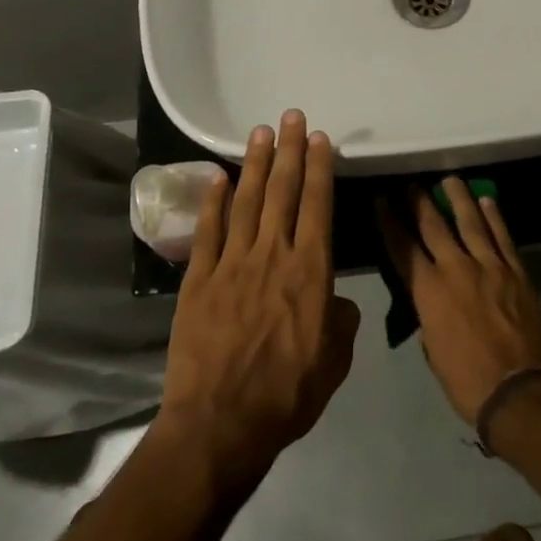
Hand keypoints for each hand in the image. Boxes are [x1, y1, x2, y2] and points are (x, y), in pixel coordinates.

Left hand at [159, 111, 360, 487]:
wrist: (221, 424)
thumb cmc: (287, 394)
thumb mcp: (334, 362)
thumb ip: (341, 322)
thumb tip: (336, 300)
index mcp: (310, 270)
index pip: (317, 205)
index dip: (320, 168)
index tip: (320, 138)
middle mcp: (272, 254)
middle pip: (283, 191)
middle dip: (290, 150)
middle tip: (291, 116)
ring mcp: (232, 263)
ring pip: (247, 201)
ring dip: (256, 164)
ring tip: (261, 132)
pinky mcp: (199, 280)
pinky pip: (208, 231)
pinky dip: (214, 201)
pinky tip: (219, 177)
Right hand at [381, 178, 540, 426]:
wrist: (518, 391)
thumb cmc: (466, 381)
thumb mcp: (433, 351)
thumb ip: (428, 319)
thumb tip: (431, 305)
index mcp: (429, 291)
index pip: (402, 248)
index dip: (390, 222)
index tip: (381, 201)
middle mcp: (456, 269)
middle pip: (433, 226)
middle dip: (419, 202)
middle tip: (411, 184)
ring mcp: (489, 266)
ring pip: (471, 222)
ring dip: (458, 198)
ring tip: (450, 180)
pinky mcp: (515, 272)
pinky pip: (502, 236)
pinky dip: (494, 217)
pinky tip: (488, 201)